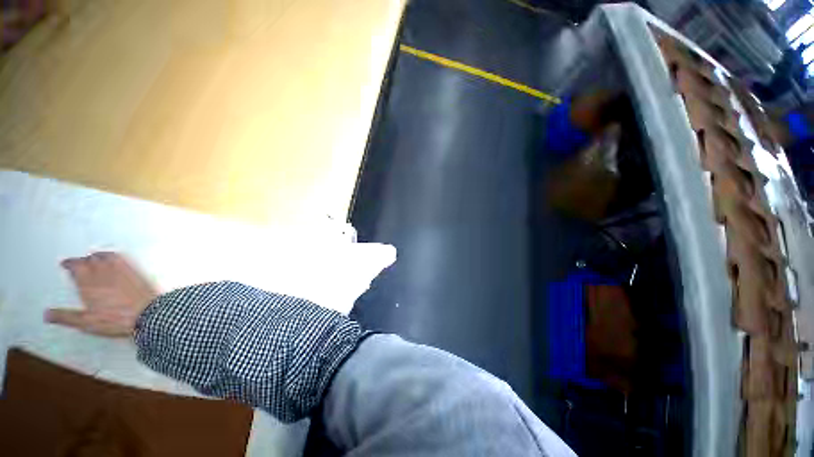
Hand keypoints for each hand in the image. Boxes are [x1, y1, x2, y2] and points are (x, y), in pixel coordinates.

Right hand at [45, 252, 158, 336]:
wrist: (148, 314)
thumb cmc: (116, 319)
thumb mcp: (86, 322)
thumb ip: (65, 316)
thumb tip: (46, 314)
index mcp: (89, 282)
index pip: (76, 266)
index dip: (69, 264)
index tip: (65, 264)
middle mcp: (103, 272)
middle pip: (90, 259)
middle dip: (82, 260)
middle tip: (78, 264)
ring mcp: (122, 270)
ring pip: (105, 256)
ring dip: (97, 256)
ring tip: (92, 258)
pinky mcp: (136, 271)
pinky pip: (123, 258)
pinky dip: (114, 255)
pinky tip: (114, 258)